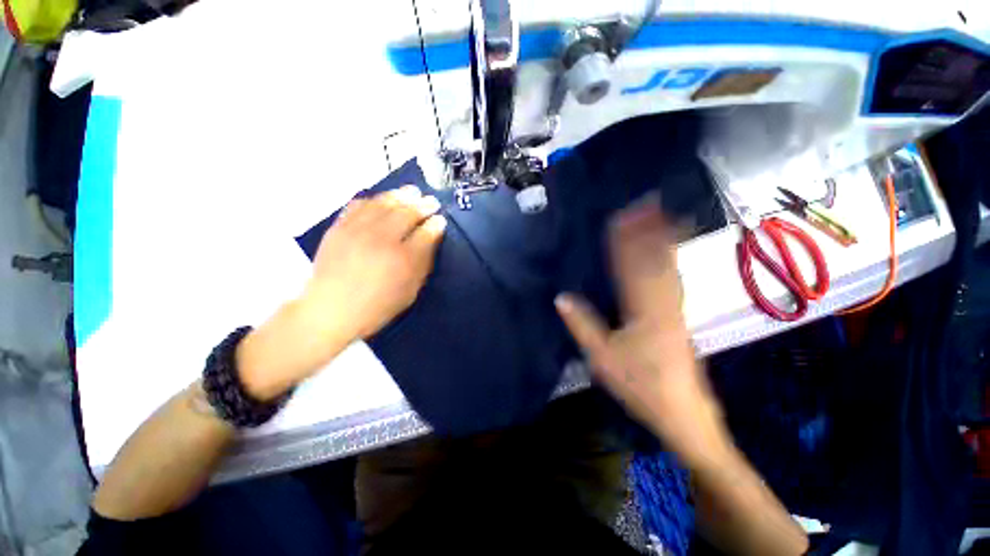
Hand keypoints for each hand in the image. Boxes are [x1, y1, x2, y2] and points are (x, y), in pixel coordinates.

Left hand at [237, 186, 445, 400]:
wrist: (330, 310)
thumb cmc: (377, 306)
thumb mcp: (410, 291)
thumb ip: (423, 263)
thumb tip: (432, 238)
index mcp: (403, 259)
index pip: (426, 233)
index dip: (436, 224)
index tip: (441, 220)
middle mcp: (383, 239)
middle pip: (407, 212)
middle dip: (423, 205)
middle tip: (431, 201)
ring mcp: (359, 230)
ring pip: (384, 203)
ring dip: (401, 195)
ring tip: (412, 192)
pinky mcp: (340, 227)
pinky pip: (359, 204)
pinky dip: (374, 199)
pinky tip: (382, 199)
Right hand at [555, 201, 728, 465]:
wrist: (686, 415)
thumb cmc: (642, 387)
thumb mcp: (603, 359)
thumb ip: (583, 326)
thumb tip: (561, 297)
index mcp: (643, 311)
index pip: (629, 267)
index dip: (624, 241)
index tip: (619, 217)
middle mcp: (663, 303)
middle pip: (654, 259)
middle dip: (648, 229)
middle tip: (645, 203)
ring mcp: (676, 309)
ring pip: (668, 266)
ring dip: (662, 239)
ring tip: (660, 216)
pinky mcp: (681, 317)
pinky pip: (675, 279)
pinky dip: (672, 259)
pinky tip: (669, 251)